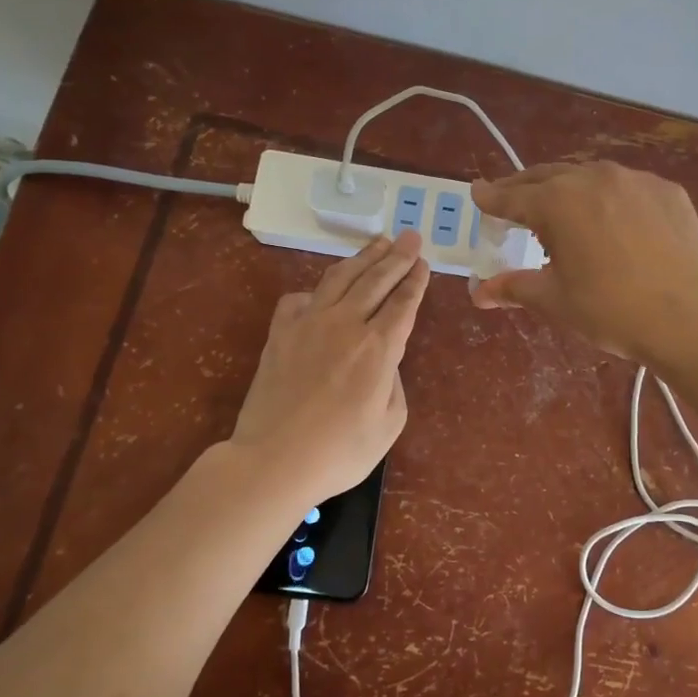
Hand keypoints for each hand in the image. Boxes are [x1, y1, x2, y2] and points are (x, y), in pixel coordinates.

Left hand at [230, 231, 430, 504]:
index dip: (415, 280)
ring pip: (340, 278)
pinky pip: (300, 298)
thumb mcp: (389, 424)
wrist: (274, 460)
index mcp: (379, 348)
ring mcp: (308, 324)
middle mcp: (346, 324)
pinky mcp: (280, 333)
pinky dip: (316, 289)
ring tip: (377, 241)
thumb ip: (393, 383)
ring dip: (362, 257)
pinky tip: (322, 290)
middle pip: (376, 280)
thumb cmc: (340, 452)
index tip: (423, 261)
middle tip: (410, 236)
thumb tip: (383, 359)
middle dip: (396, 255)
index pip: (403, 303)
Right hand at [470, 161, 697, 362]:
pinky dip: (608, 199)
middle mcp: (592, 178)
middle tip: (510, 202)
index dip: (491, 198)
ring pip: (588, 177)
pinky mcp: (667, 191)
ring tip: (562, 210)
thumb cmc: (611, 309)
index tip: (477, 194)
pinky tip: (613, 222)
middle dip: (524, 189)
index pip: (511, 197)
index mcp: (556, 202)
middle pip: (546, 177)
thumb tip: (479, 292)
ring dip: (567, 189)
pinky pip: (625, 188)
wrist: (691, 314)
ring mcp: (634, 180)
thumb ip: (514, 287)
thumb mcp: (554, 300)